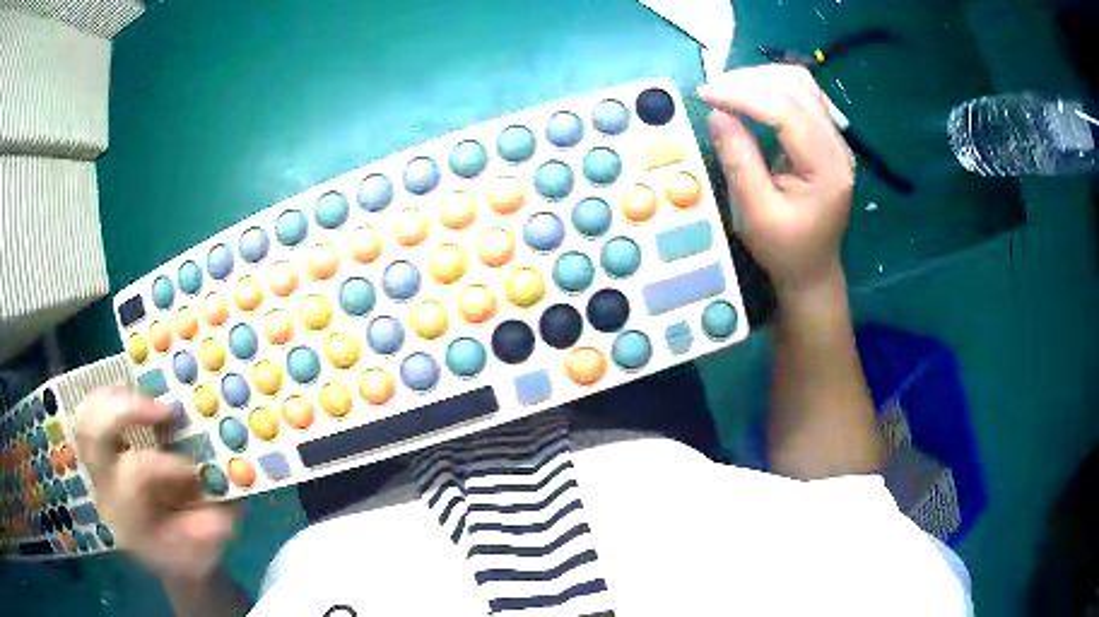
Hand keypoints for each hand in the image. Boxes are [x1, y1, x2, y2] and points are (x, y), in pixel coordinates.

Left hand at [76, 387, 235, 579]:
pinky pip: (90, 412)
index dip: (165, 464)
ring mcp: (97, 472)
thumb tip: (221, 478)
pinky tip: (133, 396)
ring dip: (117, 398)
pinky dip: (109, 397)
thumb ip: (211, 518)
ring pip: (88, 417)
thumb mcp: (209, 546)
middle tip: (163, 408)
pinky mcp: (98, 455)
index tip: (195, 468)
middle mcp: (105, 493)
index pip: (134, 475)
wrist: (168, 558)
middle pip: (95, 436)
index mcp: (130, 521)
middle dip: (128, 411)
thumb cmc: (191, 552)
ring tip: (148, 399)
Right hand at [697, 66, 855, 294]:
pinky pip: (801, 94)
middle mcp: (838, 146)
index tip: (704, 93)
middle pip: (796, 89)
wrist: (813, 269)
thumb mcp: (757, 214)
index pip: (787, 112)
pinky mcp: (825, 137)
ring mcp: (835, 139)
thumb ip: (739, 162)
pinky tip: (750, 94)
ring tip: (727, 90)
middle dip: (749, 81)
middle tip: (711, 91)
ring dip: (760, 78)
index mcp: (828, 169)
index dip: (744, 95)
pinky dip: (772, 86)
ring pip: (800, 84)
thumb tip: (717, 113)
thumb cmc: (785, 250)